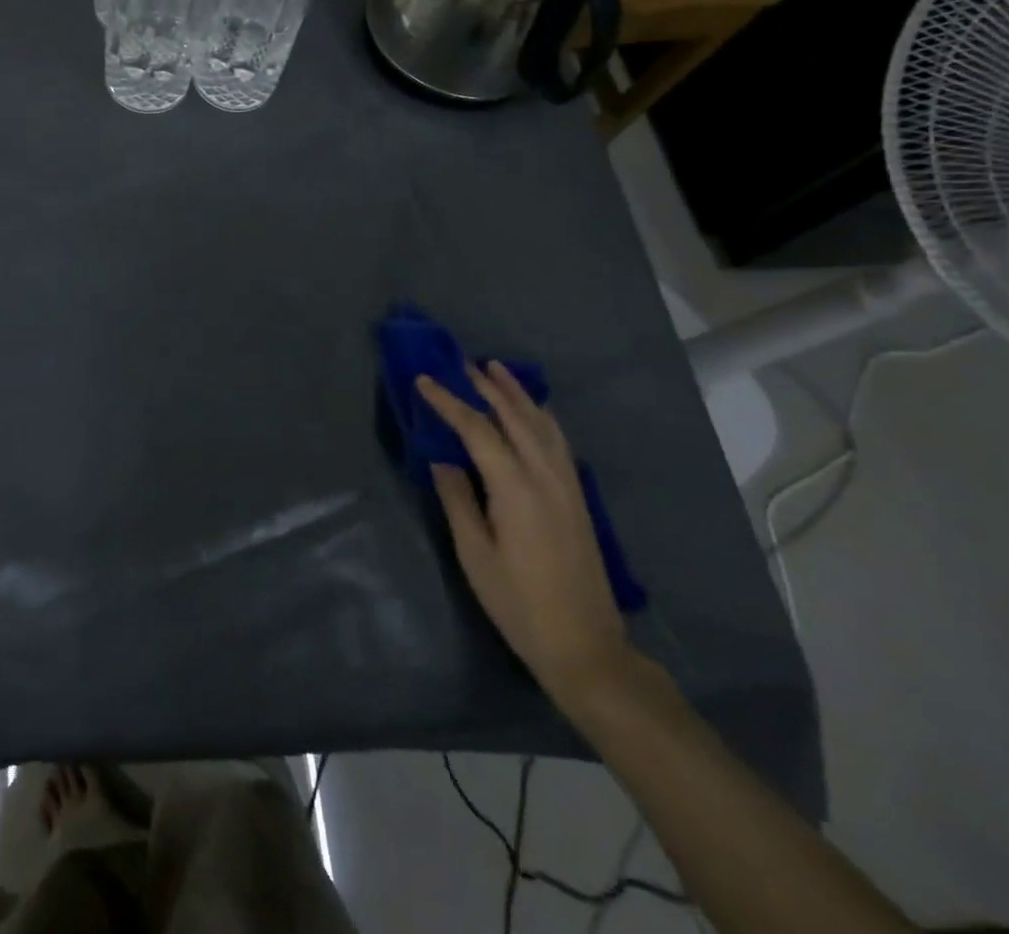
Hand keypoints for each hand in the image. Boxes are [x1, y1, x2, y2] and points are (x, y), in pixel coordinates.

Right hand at [416, 362, 632, 709]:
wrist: (585, 645)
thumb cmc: (518, 602)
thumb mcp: (474, 554)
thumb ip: (457, 500)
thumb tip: (441, 460)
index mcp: (515, 487)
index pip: (476, 429)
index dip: (449, 402)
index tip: (424, 381)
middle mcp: (545, 475)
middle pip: (514, 417)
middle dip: (486, 387)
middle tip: (460, 362)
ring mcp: (567, 484)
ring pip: (542, 423)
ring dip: (517, 394)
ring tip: (496, 370)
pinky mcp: (577, 497)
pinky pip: (558, 440)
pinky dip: (541, 416)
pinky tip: (534, 411)